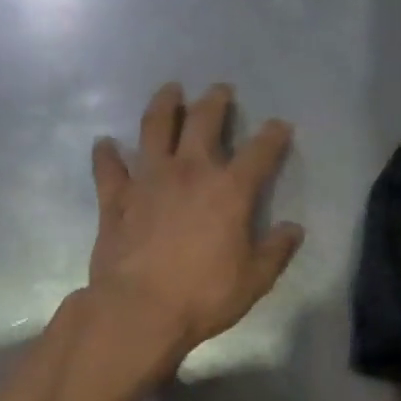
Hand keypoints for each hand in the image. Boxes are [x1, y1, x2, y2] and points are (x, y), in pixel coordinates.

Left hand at [88, 81, 303, 370]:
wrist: (139, 310)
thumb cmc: (204, 295)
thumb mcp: (255, 279)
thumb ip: (276, 251)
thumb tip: (294, 230)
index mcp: (230, 190)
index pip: (259, 152)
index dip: (273, 135)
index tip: (279, 126)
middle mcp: (189, 172)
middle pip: (203, 121)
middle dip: (215, 102)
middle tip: (220, 90)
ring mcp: (148, 180)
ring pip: (154, 128)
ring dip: (163, 105)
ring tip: (170, 90)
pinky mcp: (115, 198)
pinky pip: (109, 167)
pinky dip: (107, 153)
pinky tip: (106, 144)